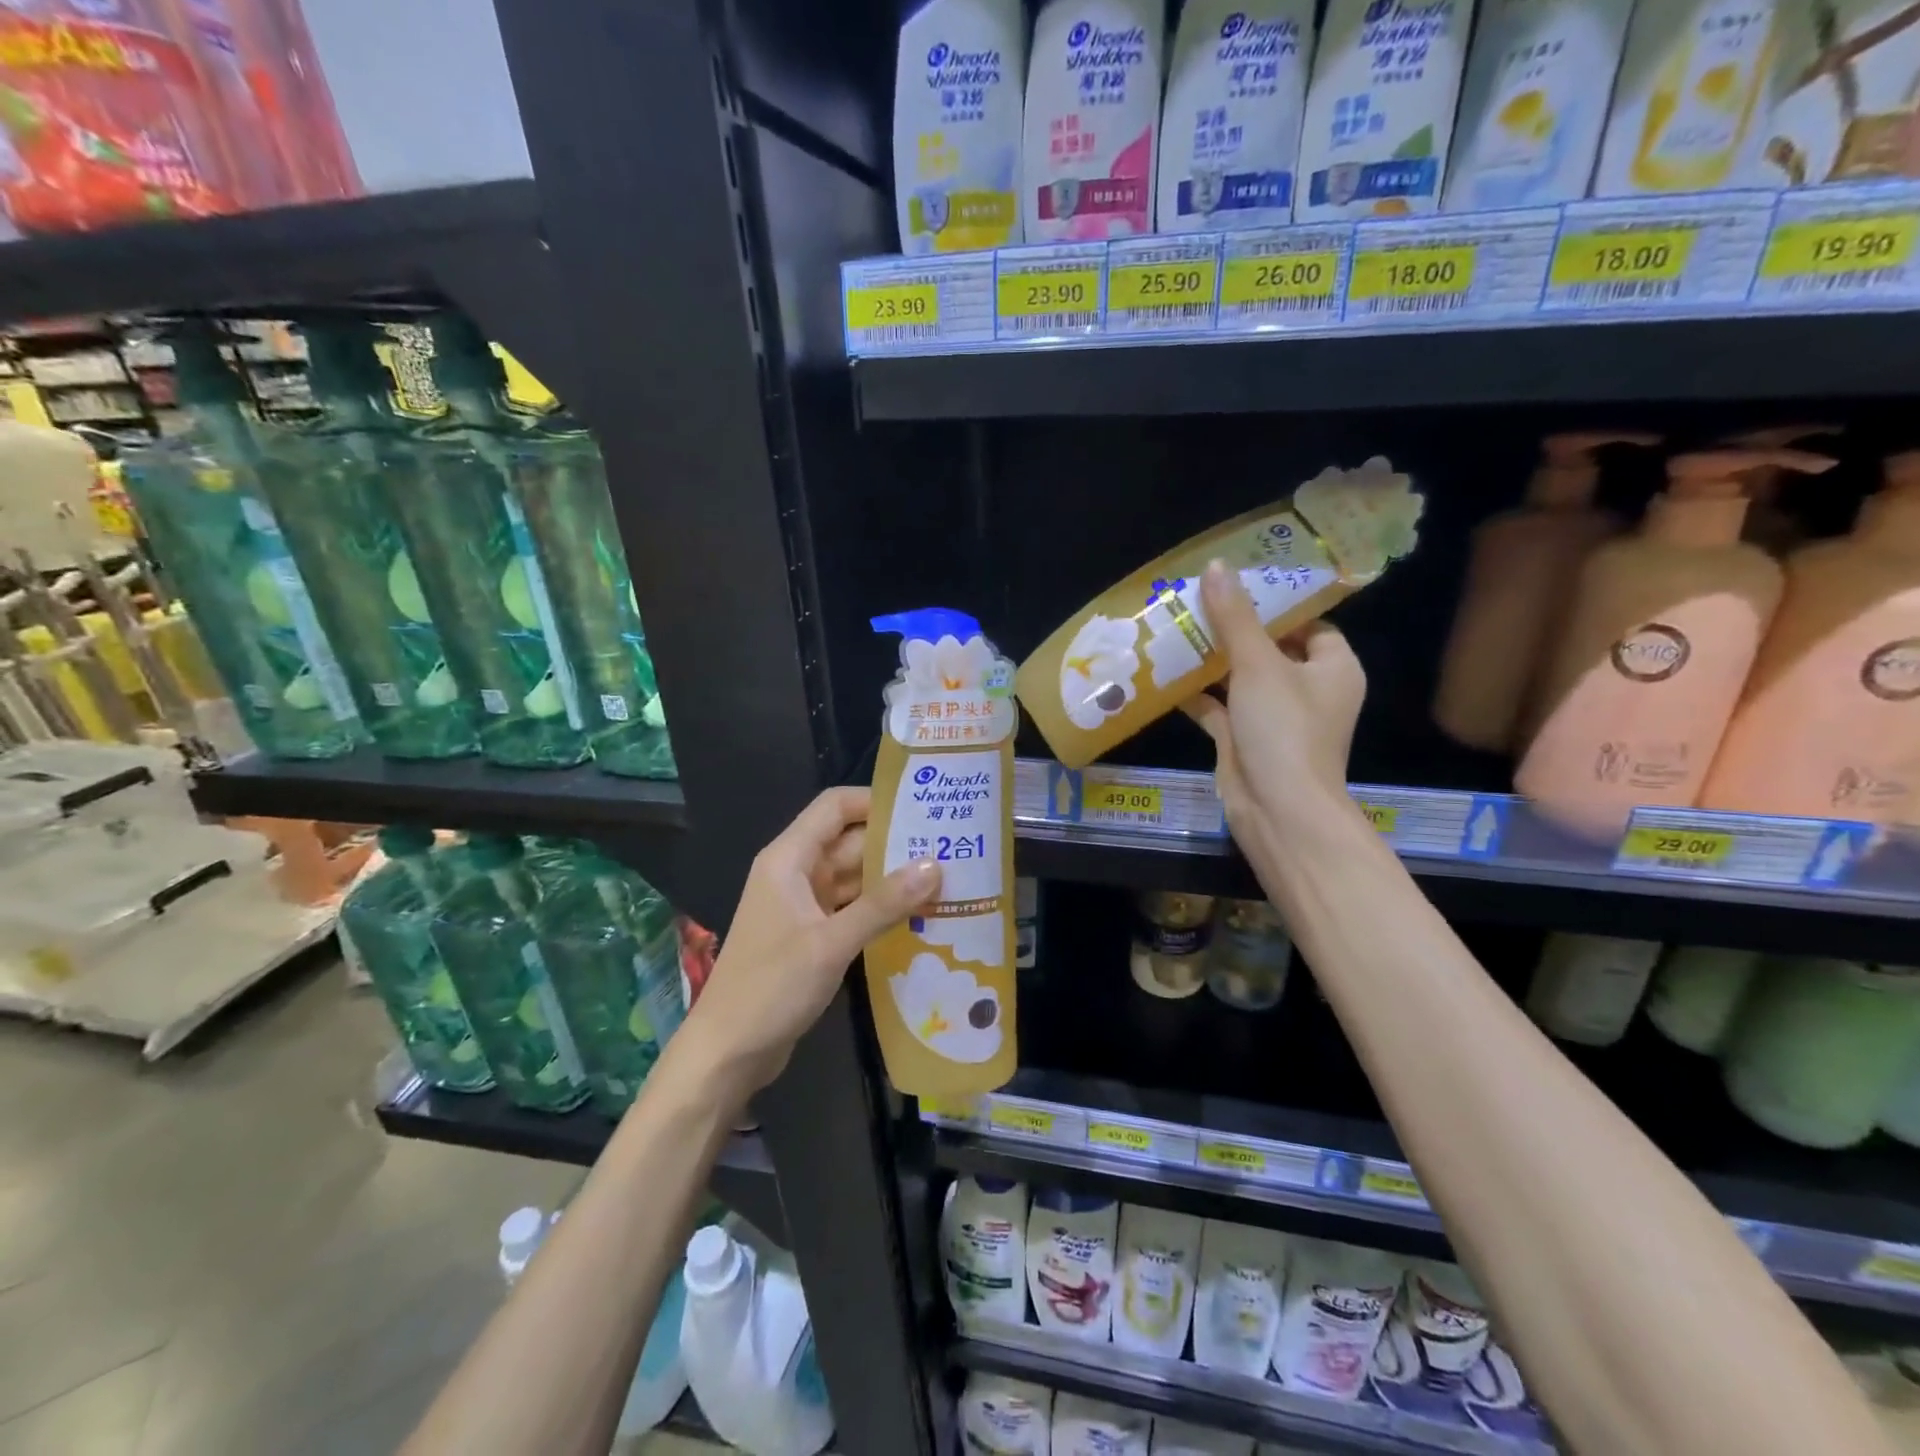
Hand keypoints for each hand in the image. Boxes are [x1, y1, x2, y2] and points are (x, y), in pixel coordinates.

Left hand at [672, 786, 939, 1100]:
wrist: (727, 1053)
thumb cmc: (771, 988)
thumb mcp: (831, 943)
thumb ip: (883, 904)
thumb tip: (934, 865)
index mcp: (788, 859)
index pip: (835, 807)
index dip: (875, 801)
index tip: (923, 809)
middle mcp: (795, 873)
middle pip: (849, 841)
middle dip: (895, 844)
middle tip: (950, 847)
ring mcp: (802, 906)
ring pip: (853, 877)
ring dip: (892, 879)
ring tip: (945, 879)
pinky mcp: (811, 935)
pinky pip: (851, 908)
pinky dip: (880, 909)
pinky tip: (919, 915)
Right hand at [1182, 559, 1368, 867]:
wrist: (1277, 808)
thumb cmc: (1284, 729)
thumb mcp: (1259, 664)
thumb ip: (1235, 617)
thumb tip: (1217, 566)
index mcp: (1332, 667)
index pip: (1309, 623)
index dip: (1276, 603)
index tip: (1238, 583)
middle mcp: (1308, 690)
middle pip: (1269, 648)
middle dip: (1234, 628)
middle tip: (1196, 600)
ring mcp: (1274, 717)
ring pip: (1240, 678)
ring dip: (1211, 660)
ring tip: (1175, 628)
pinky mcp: (1244, 739)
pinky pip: (1219, 707)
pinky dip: (1196, 693)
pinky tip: (1164, 673)